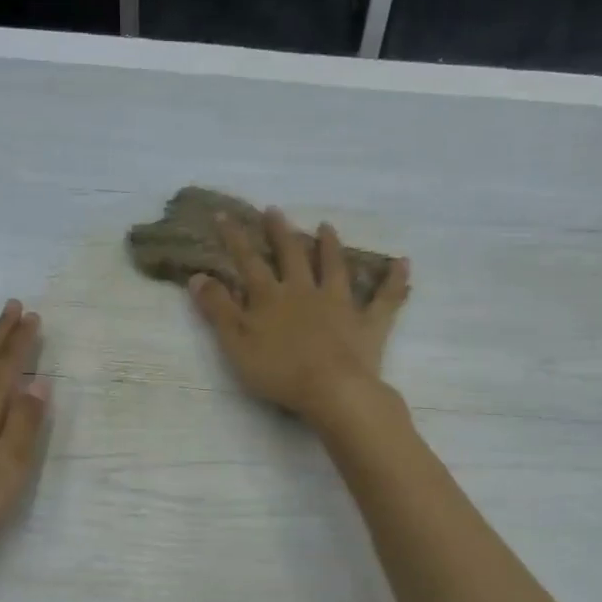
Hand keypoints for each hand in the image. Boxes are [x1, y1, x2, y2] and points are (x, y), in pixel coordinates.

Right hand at [190, 208, 409, 425]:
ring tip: (326, 226)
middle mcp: (306, 291)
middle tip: (274, 211)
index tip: (225, 215)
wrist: (332, 390)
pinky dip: (395, 281)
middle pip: (292, 255)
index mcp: (271, 297)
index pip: (249, 261)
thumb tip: (198, 276)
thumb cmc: (278, 370)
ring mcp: (340, 304)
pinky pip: (386, 298)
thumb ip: (217, 309)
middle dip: (281, 232)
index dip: (235, 238)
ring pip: (335, 267)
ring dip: (330, 246)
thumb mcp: (235, 342)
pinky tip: (403, 263)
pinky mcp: (368, 323)